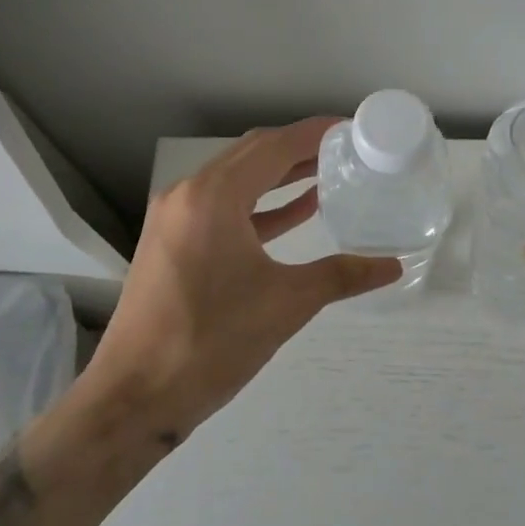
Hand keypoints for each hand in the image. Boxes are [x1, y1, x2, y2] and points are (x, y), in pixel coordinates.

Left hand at [80, 118, 401, 441]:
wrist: (133, 397)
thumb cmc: (210, 342)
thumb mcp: (285, 304)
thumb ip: (341, 276)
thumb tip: (392, 266)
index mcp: (213, 196)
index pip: (274, 146)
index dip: (315, 133)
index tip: (351, 128)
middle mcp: (189, 193)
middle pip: (253, 153)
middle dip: (299, 148)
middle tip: (345, 149)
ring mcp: (176, 216)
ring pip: (237, 179)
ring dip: (279, 175)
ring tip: (327, 172)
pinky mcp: (173, 241)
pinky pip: (223, 207)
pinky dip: (260, 204)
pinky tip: (297, 211)